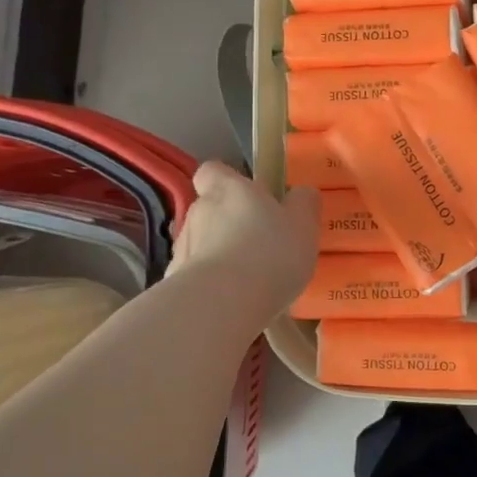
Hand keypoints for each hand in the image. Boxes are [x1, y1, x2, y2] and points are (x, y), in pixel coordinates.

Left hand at [172, 162, 319, 315]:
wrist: (221, 305)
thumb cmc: (269, 253)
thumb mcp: (303, 224)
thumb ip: (303, 204)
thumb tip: (301, 193)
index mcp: (229, 189)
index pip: (213, 171)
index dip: (226, 181)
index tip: (247, 198)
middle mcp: (199, 211)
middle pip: (209, 209)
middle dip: (228, 224)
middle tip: (259, 245)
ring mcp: (182, 247)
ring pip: (201, 244)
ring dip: (219, 254)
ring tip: (247, 280)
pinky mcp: (173, 282)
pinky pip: (195, 277)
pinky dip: (210, 284)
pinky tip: (231, 303)